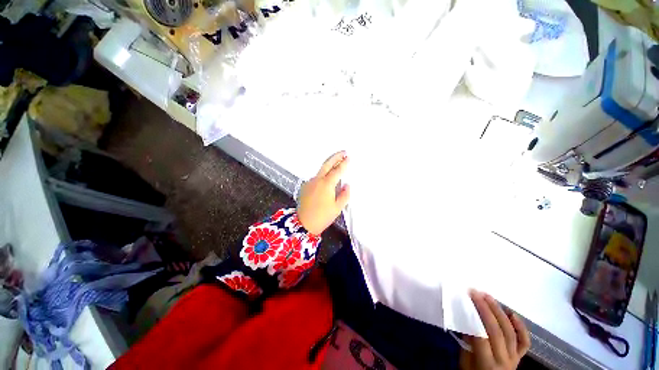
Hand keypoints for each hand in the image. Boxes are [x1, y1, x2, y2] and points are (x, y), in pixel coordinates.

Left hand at [297, 151, 349, 234]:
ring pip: (321, 170)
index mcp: (326, 184)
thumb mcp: (337, 207)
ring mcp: (310, 182)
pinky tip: (327, 177)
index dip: (344, 163)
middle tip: (343, 152)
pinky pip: (316, 177)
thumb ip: (344, 195)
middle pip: (327, 164)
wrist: (303, 223)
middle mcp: (317, 180)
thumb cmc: (321, 217)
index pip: (337, 170)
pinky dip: (323, 174)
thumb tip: (347, 186)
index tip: (348, 158)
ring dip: (329, 164)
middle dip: (335, 157)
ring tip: (337, 163)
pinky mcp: (306, 186)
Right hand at [460, 291, 530, 369]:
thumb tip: (466, 319)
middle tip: (476, 293)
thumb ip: (467, 342)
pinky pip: (524, 341)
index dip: (473, 316)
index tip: (466, 300)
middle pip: (496, 331)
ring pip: (510, 332)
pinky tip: (512, 314)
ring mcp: (514, 358)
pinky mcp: (520, 356)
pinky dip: (520, 327)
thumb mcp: (465, 362)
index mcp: (487, 364)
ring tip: (489, 297)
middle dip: (486, 309)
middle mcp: (504, 360)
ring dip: (499, 312)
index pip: (481, 336)